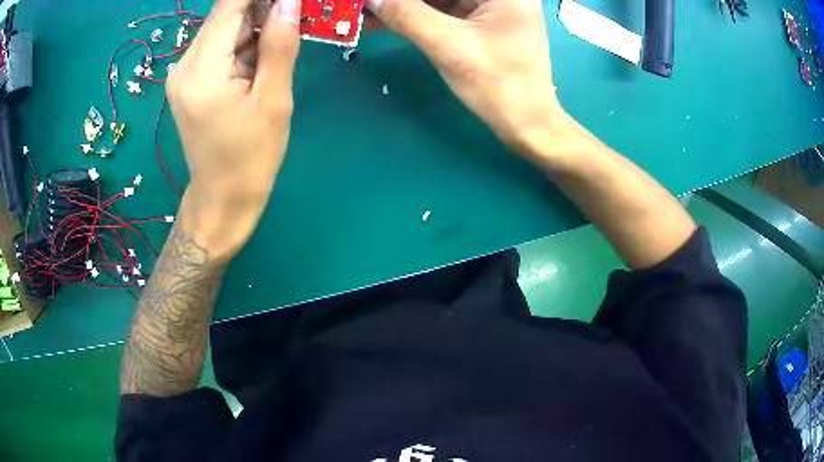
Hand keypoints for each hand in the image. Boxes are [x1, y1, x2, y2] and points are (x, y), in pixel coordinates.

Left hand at [166, 0, 300, 257]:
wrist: (222, 198)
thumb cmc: (251, 157)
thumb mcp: (273, 100)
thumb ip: (279, 45)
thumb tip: (289, 1)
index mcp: (203, 69)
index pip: (229, 5)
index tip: (286, 3)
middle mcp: (184, 65)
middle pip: (225, 15)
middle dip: (262, 9)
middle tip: (293, 21)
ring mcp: (183, 73)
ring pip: (223, 30)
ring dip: (254, 27)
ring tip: (281, 44)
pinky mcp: (188, 82)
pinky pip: (218, 48)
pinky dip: (243, 45)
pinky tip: (261, 59)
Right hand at [367, 0, 564, 151]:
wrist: (527, 124)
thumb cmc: (498, 85)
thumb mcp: (449, 45)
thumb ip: (407, 15)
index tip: (373, 0)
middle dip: (401, 0)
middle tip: (365, 5)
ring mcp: (491, 7)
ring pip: (439, 0)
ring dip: (404, 6)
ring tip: (365, 13)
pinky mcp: (482, 23)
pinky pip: (442, 11)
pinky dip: (415, 16)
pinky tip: (384, 20)